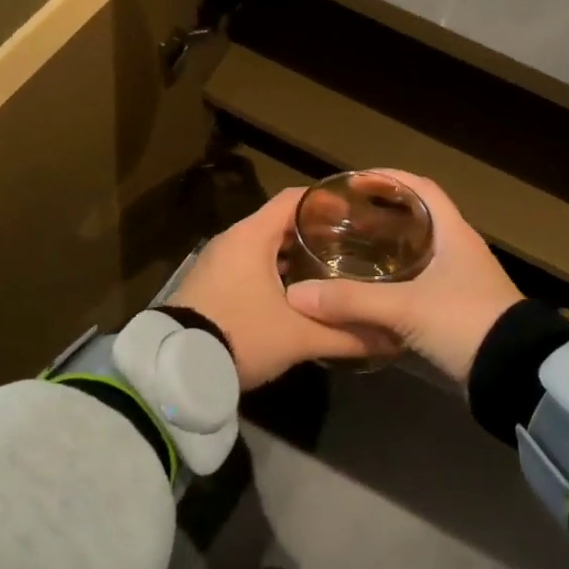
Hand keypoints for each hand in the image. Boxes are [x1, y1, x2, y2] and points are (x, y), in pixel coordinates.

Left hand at [170, 188, 398, 389]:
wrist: (176, 369)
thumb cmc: (242, 336)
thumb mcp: (299, 338)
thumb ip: (347, 336)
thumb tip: (392, 339)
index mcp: (252, 235)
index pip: (294, 198)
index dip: (326, 201)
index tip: (357, 212)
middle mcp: (233, 239)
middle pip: (281, 222)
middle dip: (316, 233)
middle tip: (353, 245)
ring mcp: (218, 261)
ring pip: (264, 246)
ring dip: (295, 256)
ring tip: (332, 270)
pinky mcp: (210, 283)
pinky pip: (250, 264)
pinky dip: (275, 271)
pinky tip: (298, 294)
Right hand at [285, 173, 520, 384]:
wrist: (514, 374)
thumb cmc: (465, 322)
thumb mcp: (405, 308)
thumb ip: (351, 301)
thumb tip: (296, 294)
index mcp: (454, 233)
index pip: (422, 189)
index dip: (390, 179)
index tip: (355, 182)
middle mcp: (459, 250)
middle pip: (418, 218)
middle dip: (381, 214)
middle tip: (343, 219)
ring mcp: (461, 280)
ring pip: (418, 252)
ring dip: (388, 248)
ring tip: (350, 250)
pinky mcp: (458, 308)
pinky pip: (420, 281)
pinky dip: (395, 279)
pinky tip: (371, 291)